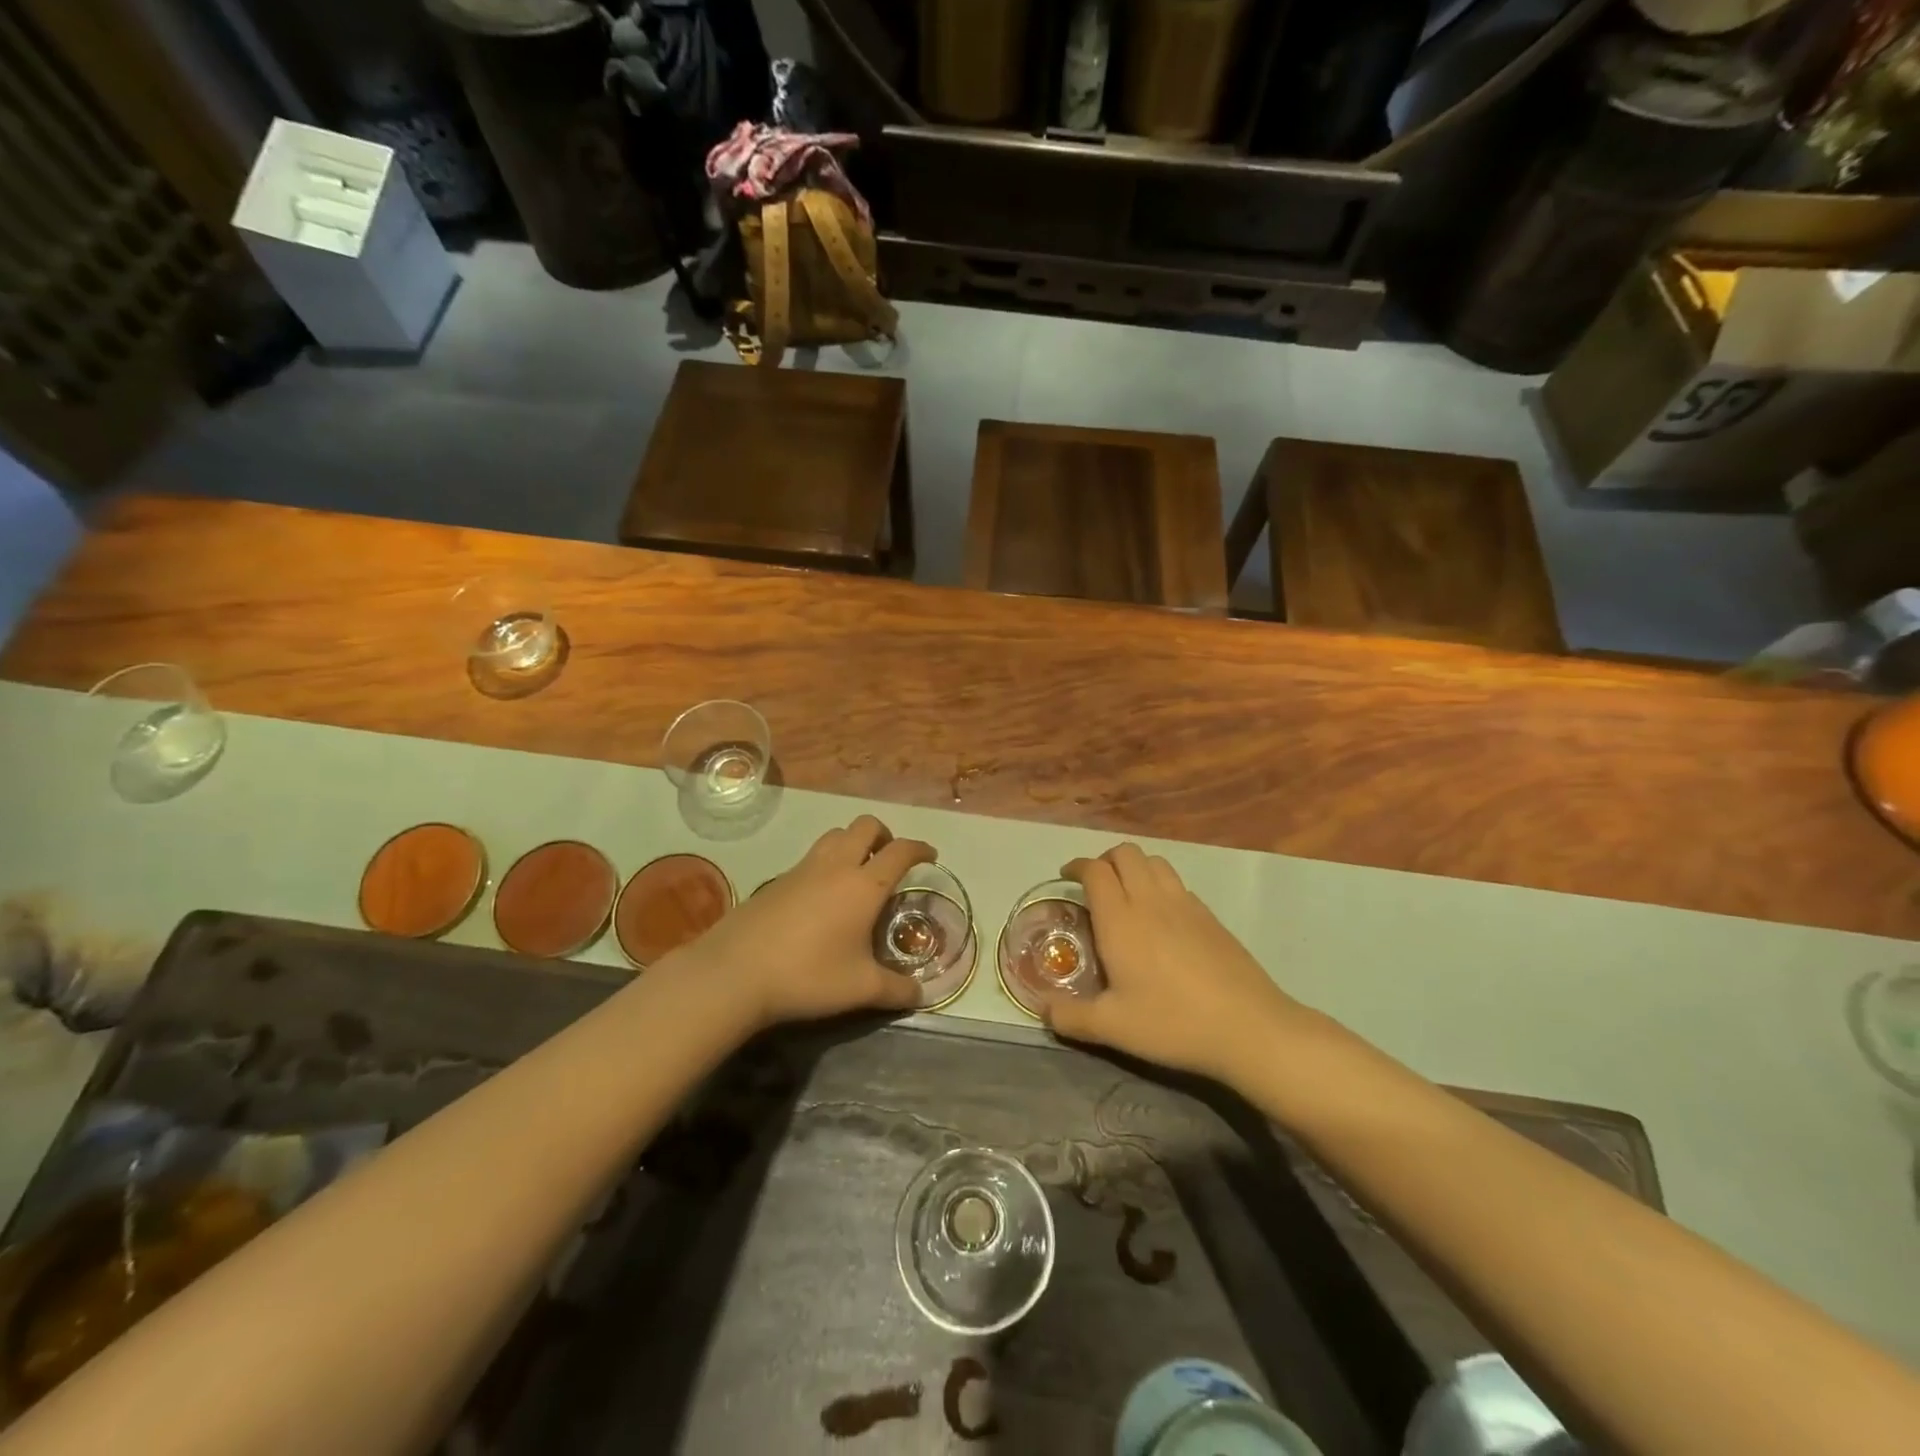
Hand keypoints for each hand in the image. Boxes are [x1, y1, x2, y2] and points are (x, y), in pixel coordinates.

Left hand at [675, 816, 933, 1030]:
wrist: (735, 972)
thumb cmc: (808, 975)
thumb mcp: (860, 989)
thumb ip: (896, 990)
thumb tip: (921, 995)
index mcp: (864, 885)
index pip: (900, 851)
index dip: (919, 849)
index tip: (930, 856)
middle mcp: (836, 866)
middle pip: (865, 826)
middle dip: (884, 835)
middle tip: (890, 860)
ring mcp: (802, 868)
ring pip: (835, 835)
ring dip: (853, 842)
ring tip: (858, 872)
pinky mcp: (777, 879)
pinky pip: (811, 856)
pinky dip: (827, 862)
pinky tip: (822, 897)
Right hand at [1040, 844, 1316, 1087]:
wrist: (1249, 1027)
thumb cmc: (1173, 1023)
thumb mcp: (1113, 1028)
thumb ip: (1070, 1017)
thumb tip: (1042, 1010)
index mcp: (1120, 919)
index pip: (1095, 870)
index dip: (1077, 867)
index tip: (1066, 878)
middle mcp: (1151, 900)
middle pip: (1125, 853)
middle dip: (1105, 860)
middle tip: (1094, 885)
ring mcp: (1185, 904)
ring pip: (1155, 861)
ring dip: (1135, 867)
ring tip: (1126, 894)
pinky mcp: (1211, 916)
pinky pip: (1177, 883)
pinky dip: (1160, 885)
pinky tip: (1162, 918)